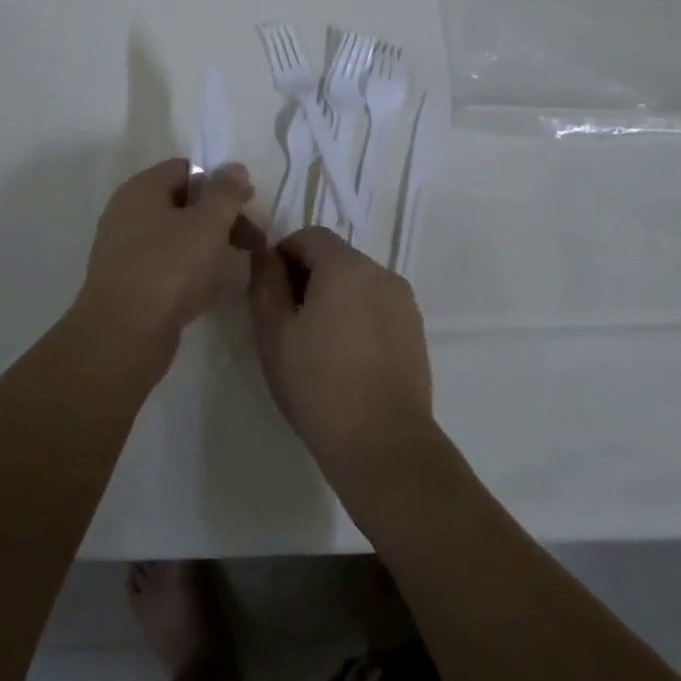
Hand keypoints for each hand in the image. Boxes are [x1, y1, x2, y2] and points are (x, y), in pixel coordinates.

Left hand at [76, 159, 260, 375]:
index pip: (185, 169)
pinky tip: (210, 291)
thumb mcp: (207, 224)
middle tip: (252, 240)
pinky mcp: (129, 284)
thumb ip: (225, 192)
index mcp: (141, 190)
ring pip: (176, 237)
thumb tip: (234, 167)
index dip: (219, 181)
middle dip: (220, 218)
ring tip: (236, 266)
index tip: (247, 204)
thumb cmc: (168, 269)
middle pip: (182, 203)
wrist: (122, 338)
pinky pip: (166, 266)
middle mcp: (127, 214)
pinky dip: (191, 272)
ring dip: (208, 246)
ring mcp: (124, 251)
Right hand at [248, 228, 434, 490]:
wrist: (383, 444)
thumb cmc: (319, 386)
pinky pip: (378, 305)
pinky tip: (346, 357)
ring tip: (317, 343)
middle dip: (308, 276)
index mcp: (347, 267)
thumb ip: (265, 284)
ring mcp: (404, 301)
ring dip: (334, 296)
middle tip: (288, 321)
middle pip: (336, 257)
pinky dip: (358, 315)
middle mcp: (381, 273)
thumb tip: (265, 255)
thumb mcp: (274, 334)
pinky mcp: (415, 329)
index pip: (310, 236)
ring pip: (358, 282)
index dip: (284, 254)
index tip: (270, 291)